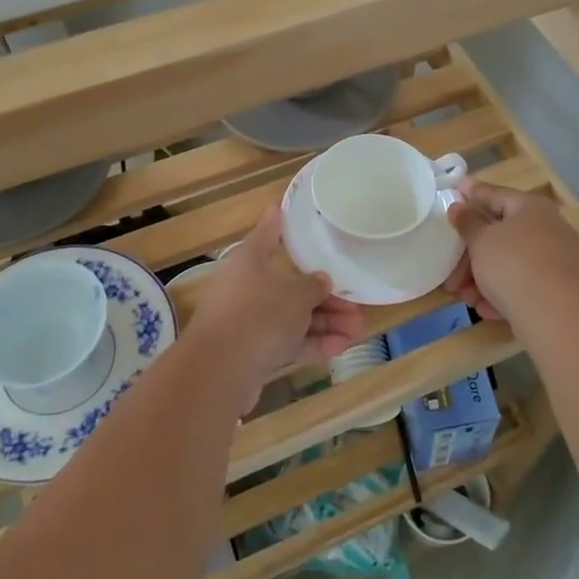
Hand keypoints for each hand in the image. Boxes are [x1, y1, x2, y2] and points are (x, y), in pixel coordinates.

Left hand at [186, 206, 363, 403]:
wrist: (220, 370)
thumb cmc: (259, 315)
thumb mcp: (296, 295)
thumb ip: (313, 286)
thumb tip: (320, 282)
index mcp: (249, 261)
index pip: (266, 235)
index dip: (276, 223)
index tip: (280, 208)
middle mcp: (245, 288)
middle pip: (288, 286)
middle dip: (324, 297)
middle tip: (356, 306)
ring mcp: (247, 323)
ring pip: (291, 318)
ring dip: (325, 323)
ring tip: (358, 331)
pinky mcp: (251, 354)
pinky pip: (286, 343)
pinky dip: (311, 343)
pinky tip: (340, 348)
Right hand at [445, 181, 578, 323]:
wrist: (556, 314)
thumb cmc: (512, 265)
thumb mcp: (480, 241)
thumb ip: (467, 222)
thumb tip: (459, 206)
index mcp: (530, 207)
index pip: (495, 194)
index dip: (472, 192)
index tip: (455, 188)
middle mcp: (548, 228)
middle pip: (501, 235)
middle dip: (471, 256)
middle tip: (450, 273)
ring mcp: (557, 259)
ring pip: (511, 263)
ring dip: (483, 279)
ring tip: (465, 298)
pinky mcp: (560, 289)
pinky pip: (524, 284)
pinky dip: (503, 293)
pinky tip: (485, 309)